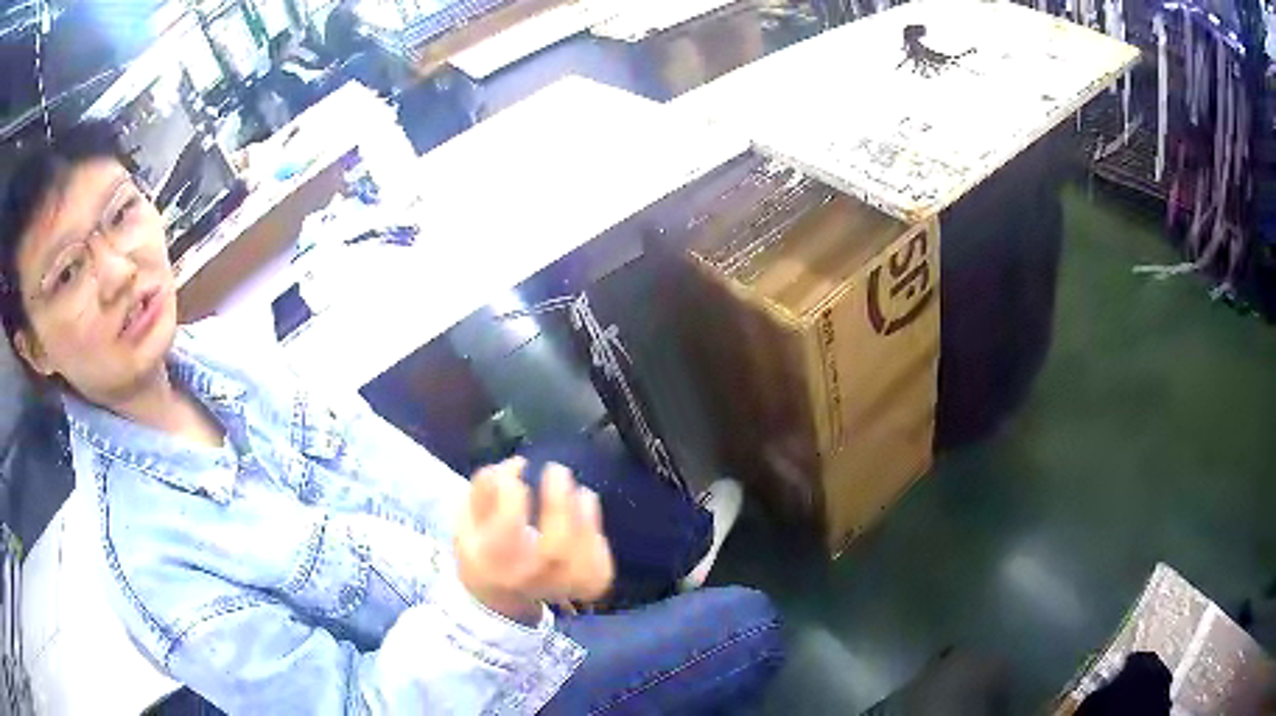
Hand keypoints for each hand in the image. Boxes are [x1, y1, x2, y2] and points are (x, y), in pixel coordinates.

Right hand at [455, 458, 614, 623]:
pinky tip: (588, 518)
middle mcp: (526, 579)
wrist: (498, 597)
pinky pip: (600, 566)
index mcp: (490, 559)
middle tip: (557, 470)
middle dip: (559, 505)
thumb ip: (485, 489)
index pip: (507, 526)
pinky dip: (598, 538)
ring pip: (583, 560)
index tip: (520, 466)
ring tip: (581, 493)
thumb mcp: (467, 518)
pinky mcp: (585, 587)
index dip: (513, 492)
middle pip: (554, 550)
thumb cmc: (483, 547)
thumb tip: (518, 464)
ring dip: (586, 519)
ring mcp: (558, 588)